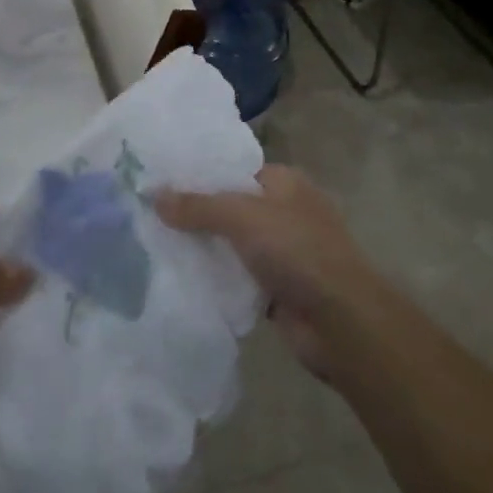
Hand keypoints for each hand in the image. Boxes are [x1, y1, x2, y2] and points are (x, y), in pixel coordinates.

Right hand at [155, 167, 389, 380]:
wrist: (341, 321)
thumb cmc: (296, 250)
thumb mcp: (243, 217)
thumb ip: (198, 206)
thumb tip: (154, 195)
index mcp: (284, 182)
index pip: (234, 171)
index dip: (200, 176)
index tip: (161, 183)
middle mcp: (285, 212)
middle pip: (231, 209)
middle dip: (197, 216)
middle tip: (151, 218)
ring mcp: (283, 252)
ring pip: (233, 246)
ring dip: (205, 251)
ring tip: (156, 248)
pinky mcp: (278, 289)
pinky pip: (239, 279)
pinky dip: (218, 281)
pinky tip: (182, 282)